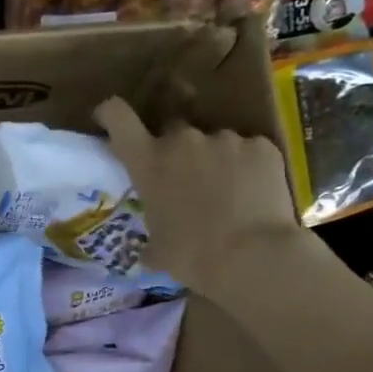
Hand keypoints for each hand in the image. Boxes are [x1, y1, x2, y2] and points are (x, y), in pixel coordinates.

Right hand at [95, 97, 302, 295]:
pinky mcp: (262, 146)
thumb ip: (151, 237)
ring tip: (229, 196)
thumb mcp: (158, 251)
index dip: (111, 114)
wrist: (254, 258)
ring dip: (216, 162)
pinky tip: (255, 196)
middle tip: (187, 182)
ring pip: (215, 143)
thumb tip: (151, 250)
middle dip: (177, 151)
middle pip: (173, 130)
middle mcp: (184, 140)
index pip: (118, 117)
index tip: (110, 119)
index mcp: (149, 162)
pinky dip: (249, 169)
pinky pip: (250, 152)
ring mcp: (226, 139)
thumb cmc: (193, 257)